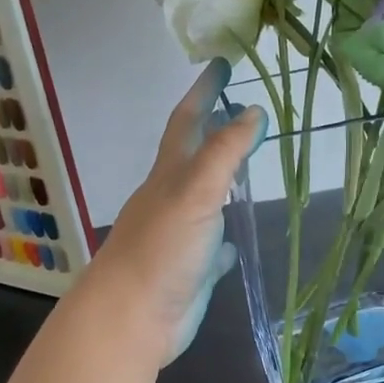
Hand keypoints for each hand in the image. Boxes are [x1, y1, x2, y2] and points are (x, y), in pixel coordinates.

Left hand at [79, 58, 265, 367]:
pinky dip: (224, 240)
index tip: (221, 64)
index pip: (187, 122)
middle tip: (241, 110)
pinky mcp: (189, 270)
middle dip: (213, 130)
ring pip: (204, 201)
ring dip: (222, 183)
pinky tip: (236, 242)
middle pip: (193, 157)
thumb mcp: (195, 193)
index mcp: (168, 176)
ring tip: (247, 169)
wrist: (130, 318)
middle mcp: (171, 201)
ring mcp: (179, 236)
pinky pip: (211, 248)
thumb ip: (225, 153)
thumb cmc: (161, 249)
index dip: (204, 92)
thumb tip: (253, 111)